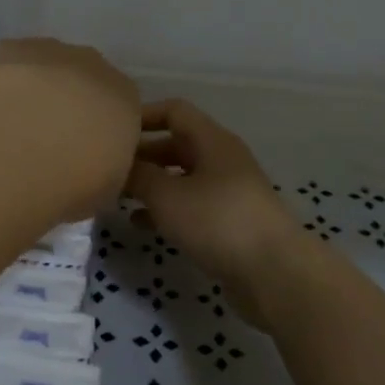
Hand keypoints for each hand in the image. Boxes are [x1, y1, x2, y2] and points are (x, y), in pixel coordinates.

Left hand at [0, 39, 142, 218]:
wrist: (22, 152)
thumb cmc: (75, 182)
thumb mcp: (107, 188)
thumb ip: (104, 166)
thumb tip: (89, 165)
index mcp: (126, 99)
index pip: (119, 107)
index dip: (98, 130)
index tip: (80, 154)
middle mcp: (95, 66)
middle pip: (84, 80)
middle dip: (69, 104)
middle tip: (47, 141)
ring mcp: (52, 52)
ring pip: (48, 67)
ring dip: (36, 91)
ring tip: (13, 128)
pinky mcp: (11, 49)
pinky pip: (12, 64)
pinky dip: (4, 83)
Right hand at [124, 99, 307, 325]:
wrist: (274, 273)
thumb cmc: (218, 221)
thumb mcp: (167, 195)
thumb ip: (139, 176)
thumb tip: (119, 166)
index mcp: (212, 140)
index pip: (174, 111)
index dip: (144, 116)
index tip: (114, 131)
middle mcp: (222, 159)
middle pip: (176, 144)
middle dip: (143, 154)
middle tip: (110, 169)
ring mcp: (228, 192)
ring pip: (182, 177)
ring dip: (152, 184)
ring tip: (119, 197)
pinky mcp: (229, 222)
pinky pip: (191, 205)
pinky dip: (166, 210)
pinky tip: (142, 224)